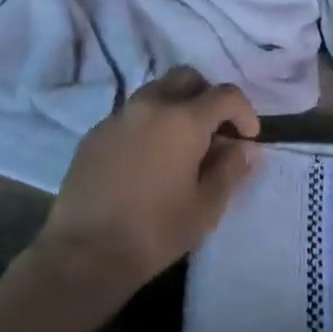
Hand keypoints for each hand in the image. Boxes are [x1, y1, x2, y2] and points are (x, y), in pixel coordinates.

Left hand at [34, 67, 260, 299]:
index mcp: (183, 120)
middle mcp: (150, 105)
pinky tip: (148, 159)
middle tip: (215, 131)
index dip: (245, 112)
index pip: (225, 95)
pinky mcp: (94, 133)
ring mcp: (118, 116)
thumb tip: (245, 148)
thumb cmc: (155, 231)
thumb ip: (230, 169)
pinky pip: (131, 114)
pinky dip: (149, 124)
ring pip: (156, 91)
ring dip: (177, 106)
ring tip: (181, 145)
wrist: (84, 253)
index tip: (248, 138)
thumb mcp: (206, 206)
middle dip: (208, 97)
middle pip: (187, 78)